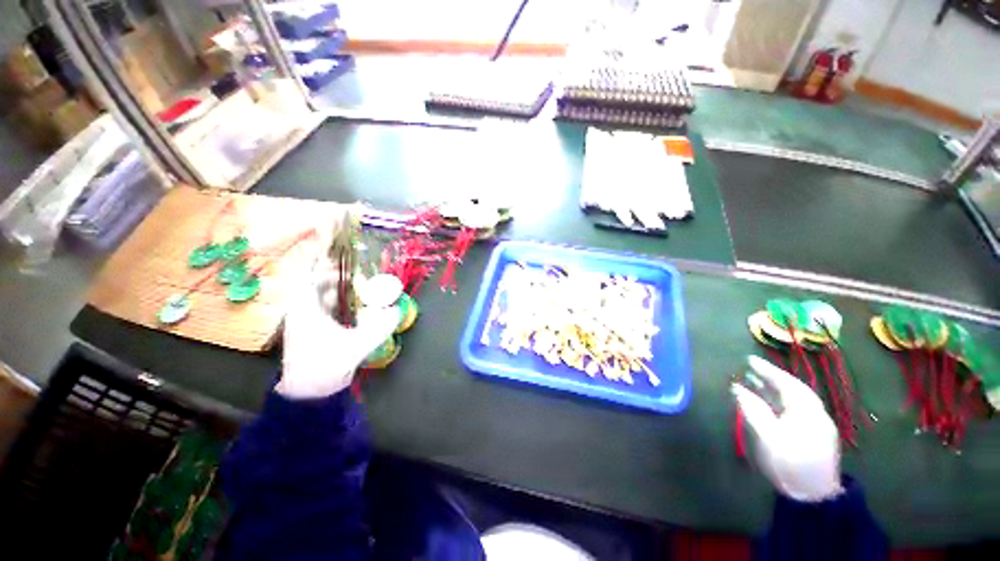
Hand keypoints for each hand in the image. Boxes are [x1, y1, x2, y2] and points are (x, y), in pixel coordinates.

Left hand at [277, 260, 398, 399]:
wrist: (308, 393)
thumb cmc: (326, 366)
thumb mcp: (356, 346)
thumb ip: (379, 328)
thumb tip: (396, 312)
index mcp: (305, 310)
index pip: (307, 277)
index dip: (320, 263)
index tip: (337, 256)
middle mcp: (301, 311)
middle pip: (314, 284)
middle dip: (334, 276)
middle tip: (355, 273)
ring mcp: (305, 322)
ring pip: (319, 297)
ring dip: (336, 289)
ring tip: (357, 286)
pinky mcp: (311, 331)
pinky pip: (323, 308)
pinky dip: (337, 303)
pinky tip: (353, 306)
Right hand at [732, 356, 842, 501]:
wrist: (814, 495)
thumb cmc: (789, 462)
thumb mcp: (767, 436)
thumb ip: (752, 409)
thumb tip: (736, 388)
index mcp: (806, 410)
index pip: (785, 383)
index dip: (767, 370)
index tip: (749, 359)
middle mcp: (815, 412)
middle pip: (793, 388)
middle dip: (772, 377)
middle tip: (751, 368)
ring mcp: (817, 424)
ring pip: (795, 399)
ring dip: (776, 388)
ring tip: (756, 381)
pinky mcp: (815, 435)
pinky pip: (797, 408)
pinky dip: (781, 400)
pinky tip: (770, 402)